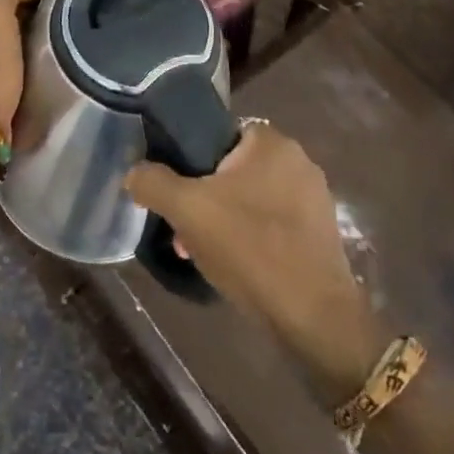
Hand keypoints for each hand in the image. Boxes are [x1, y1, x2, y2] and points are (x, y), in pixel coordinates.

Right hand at [124, 121, 385, 400]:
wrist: (314, 316)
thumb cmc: (251, 248)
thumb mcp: (188, 210)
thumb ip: (154, 183)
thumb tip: (133, 172)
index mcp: (272, 142)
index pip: (218, 136)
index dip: (191, 162)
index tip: (176, 193)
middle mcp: (299, 160)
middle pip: (232, 171)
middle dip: (204, 198)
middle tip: (182, 229)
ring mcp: (314, 199)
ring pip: (251, 200)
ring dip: (223, 220)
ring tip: (200, 254)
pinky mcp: (320, 233)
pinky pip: (272, 224)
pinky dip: (250, 238)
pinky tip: (235, 267)